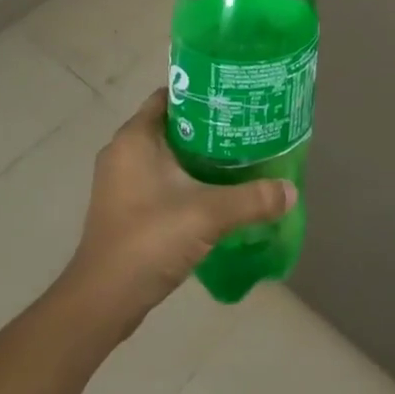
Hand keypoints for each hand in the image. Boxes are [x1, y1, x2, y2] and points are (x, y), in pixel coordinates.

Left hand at [62, 88, 295, 336]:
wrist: (103, 302)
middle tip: (245, 127)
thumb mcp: (208, 214)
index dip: (203, 91)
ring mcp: (120, 182)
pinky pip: (159, 178)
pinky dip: (185, 179)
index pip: (170, 95)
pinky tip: (214, 191)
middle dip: (207, 125)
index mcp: (135, 138)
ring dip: (197, 155)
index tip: (235, 97)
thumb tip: (291, 190)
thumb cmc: (149, 240)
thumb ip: (252, 199)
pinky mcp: (124, 208)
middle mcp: (122, 152)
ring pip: (166, 154)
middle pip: (171, 124)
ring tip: (237, 156)